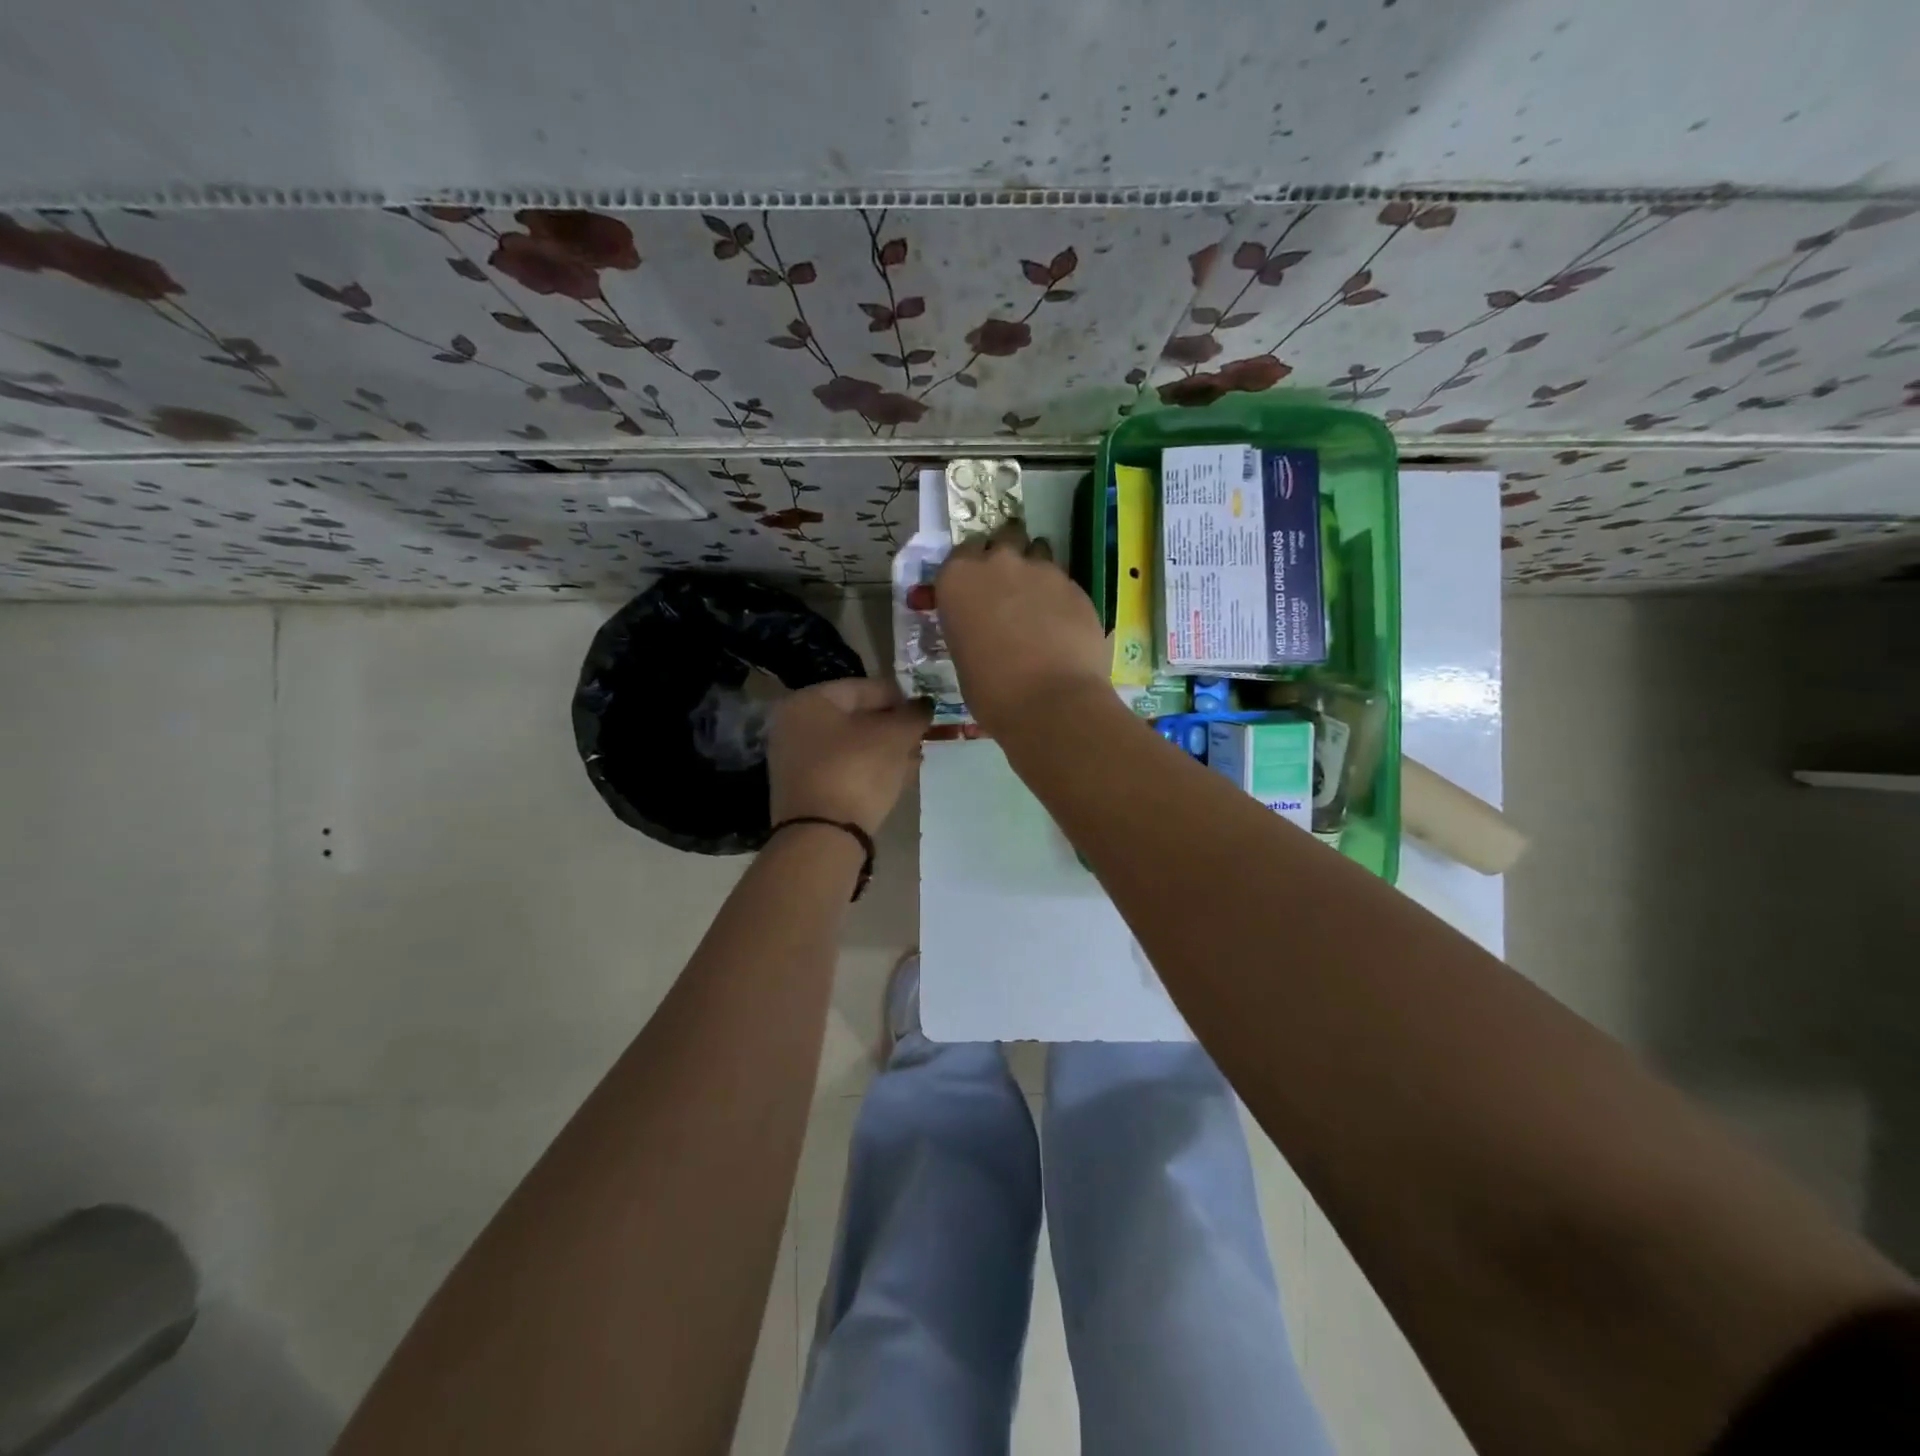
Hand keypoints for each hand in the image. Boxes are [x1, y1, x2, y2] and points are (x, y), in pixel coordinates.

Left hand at [768, 678, 933, 835]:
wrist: (822, 836)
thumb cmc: (857, 771)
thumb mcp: (895, 737)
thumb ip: (913, 714)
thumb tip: (924, 704)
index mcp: (809, 701)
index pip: (863, 688)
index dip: (899, 696)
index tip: (925, 710)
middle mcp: (794, 725)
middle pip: (856, 717)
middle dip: (893, 727)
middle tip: (922, 736)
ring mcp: (796, 760)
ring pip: (852, 746)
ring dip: (885, 750)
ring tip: (916, 759)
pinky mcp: (805, 790)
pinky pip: (844, 769)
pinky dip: (870, 770)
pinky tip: (898, 778)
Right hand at [935, 521, 1111, 737]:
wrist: (1051, 702)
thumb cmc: (992, 691)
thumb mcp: (963, 656)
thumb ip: (970, 627)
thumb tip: (984, 628)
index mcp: (958, 579)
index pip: (961, 554)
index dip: (971, 569)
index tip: (976, 588)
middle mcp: (998, 563)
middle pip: (1003, 539)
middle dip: (1005, 556)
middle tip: (1008, 587)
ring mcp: (1042, 570)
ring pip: (1037, 552)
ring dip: (1035, 570)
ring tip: (1038, 602)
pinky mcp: (1076, 586)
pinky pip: (1063, 582)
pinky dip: (1060, 596)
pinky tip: (1063, 625)